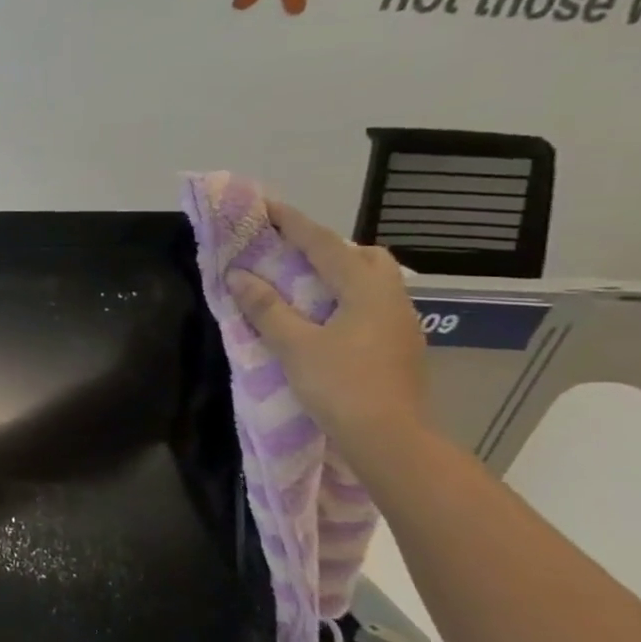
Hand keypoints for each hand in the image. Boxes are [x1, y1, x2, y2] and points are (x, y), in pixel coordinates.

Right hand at [226, 202, 430, 463]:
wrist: (389, 436)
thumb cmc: (339, 385)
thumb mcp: (294, 345)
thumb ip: (267, 308)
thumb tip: (240, 275)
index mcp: (365, 290)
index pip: (324, 245)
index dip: (292, 223)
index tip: (266, 205)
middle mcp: (390, 297)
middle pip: (362, 256)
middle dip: (325, 247)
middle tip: (287, 252)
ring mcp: (400, 322)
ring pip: (371, 280)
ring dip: (337, 272)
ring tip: (300, 283)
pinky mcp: (398, 343)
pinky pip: (370, 302)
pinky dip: (343, 295)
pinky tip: (321, 315)